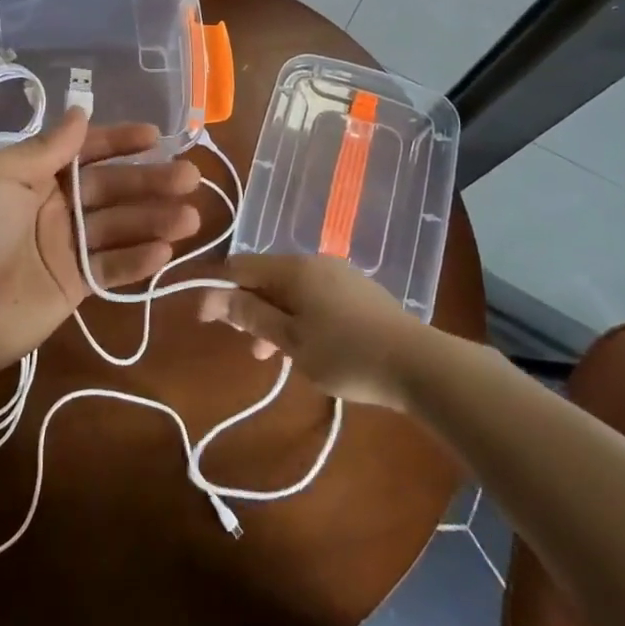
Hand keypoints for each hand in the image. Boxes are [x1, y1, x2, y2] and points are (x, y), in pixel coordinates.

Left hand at [0, 110, 201, 380]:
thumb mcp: (1, 176)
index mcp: (35, 174)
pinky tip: (165, 252)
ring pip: (119, 228)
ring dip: (154, 221)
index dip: (120, 142)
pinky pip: (111, 268)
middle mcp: (56, 205)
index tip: (155, 137)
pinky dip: (138, 261)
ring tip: (190, 217)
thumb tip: (80, 111)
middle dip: (150, 182)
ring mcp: (66, 247)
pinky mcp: (74, 285)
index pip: (86, 151)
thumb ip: (47, 148)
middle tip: (190, 177)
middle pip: (112, 189)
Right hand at [198, 254, 423, 409]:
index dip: (218, 291)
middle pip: (267, 277)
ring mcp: (339, 275)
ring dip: (274, 317)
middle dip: (249, 308)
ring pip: (291, 290)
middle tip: (246, 346)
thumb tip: (214, 297)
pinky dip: (299, 317)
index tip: (206, 321)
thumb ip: (251, 317)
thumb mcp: (290, 341)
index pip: (241, 267)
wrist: (418, 364)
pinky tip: (307, 347)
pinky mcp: (359, 292)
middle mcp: (314, 261)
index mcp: (294, 267)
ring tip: (272, 356)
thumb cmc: (346, 353)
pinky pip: (315, 297)